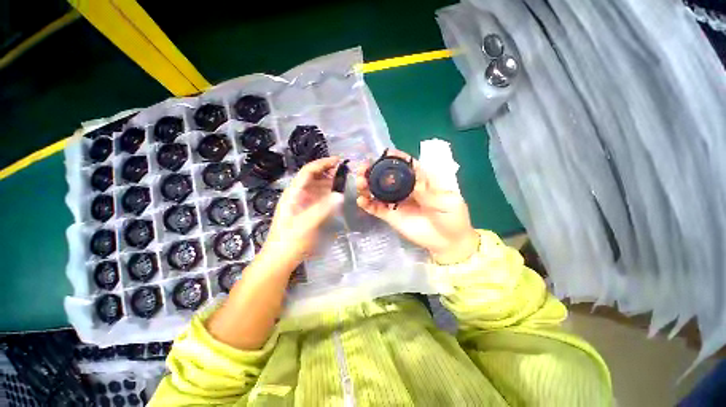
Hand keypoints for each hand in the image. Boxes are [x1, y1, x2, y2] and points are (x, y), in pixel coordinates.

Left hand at [261, 157, 344, 266]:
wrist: (280, 258)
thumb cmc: (290, 240)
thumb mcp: (306, 224)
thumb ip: (323, 209)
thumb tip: (339, 195)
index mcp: (293, 193)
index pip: (308, 171)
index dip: (322, 163)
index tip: (338, 161)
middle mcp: (298, 195)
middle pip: (314, 178)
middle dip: (329, 172)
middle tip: (346, 172)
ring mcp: (303, 204)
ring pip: (317, 188)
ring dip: (330, 183)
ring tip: (345, 182)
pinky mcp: (307, 211)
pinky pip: (320, 198)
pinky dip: (329, 195)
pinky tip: (338, 197)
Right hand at [356, 150, 478, 263]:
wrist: (448, 241)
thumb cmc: (452, 217)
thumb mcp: (446, 199)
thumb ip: (428, 189)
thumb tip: (411, 176)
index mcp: (419, 180)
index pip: (404, 165)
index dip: (393, 158)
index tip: (383, 154)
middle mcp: (405, 189)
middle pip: (386, 176)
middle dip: (373, 170)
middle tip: (363, 168)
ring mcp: (396, 202)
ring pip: (378, 191)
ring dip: (366, 185)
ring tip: (360, 182)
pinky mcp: (390, 215)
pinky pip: (376, 208)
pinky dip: (367, 204)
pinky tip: (361, 200)